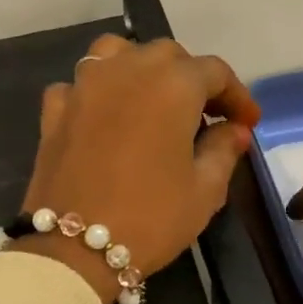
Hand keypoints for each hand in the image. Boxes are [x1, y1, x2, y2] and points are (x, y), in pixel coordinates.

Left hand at [13, 34, 261, 303]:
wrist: (74, 249)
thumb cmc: (151, 218)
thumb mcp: (204, 190)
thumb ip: (223, 150)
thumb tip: (234, 129)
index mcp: (173, 84)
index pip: (215, 73)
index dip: (237, 96)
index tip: (247, 123)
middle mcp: (128, 70)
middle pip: (168, 55)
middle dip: (192, 79)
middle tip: (206, 116)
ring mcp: (85, 85)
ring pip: (118, 54)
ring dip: (141, 70)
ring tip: (153, 101)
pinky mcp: (55, 109)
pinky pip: (82, 85)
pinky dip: (99, 93)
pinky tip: (107, 118)